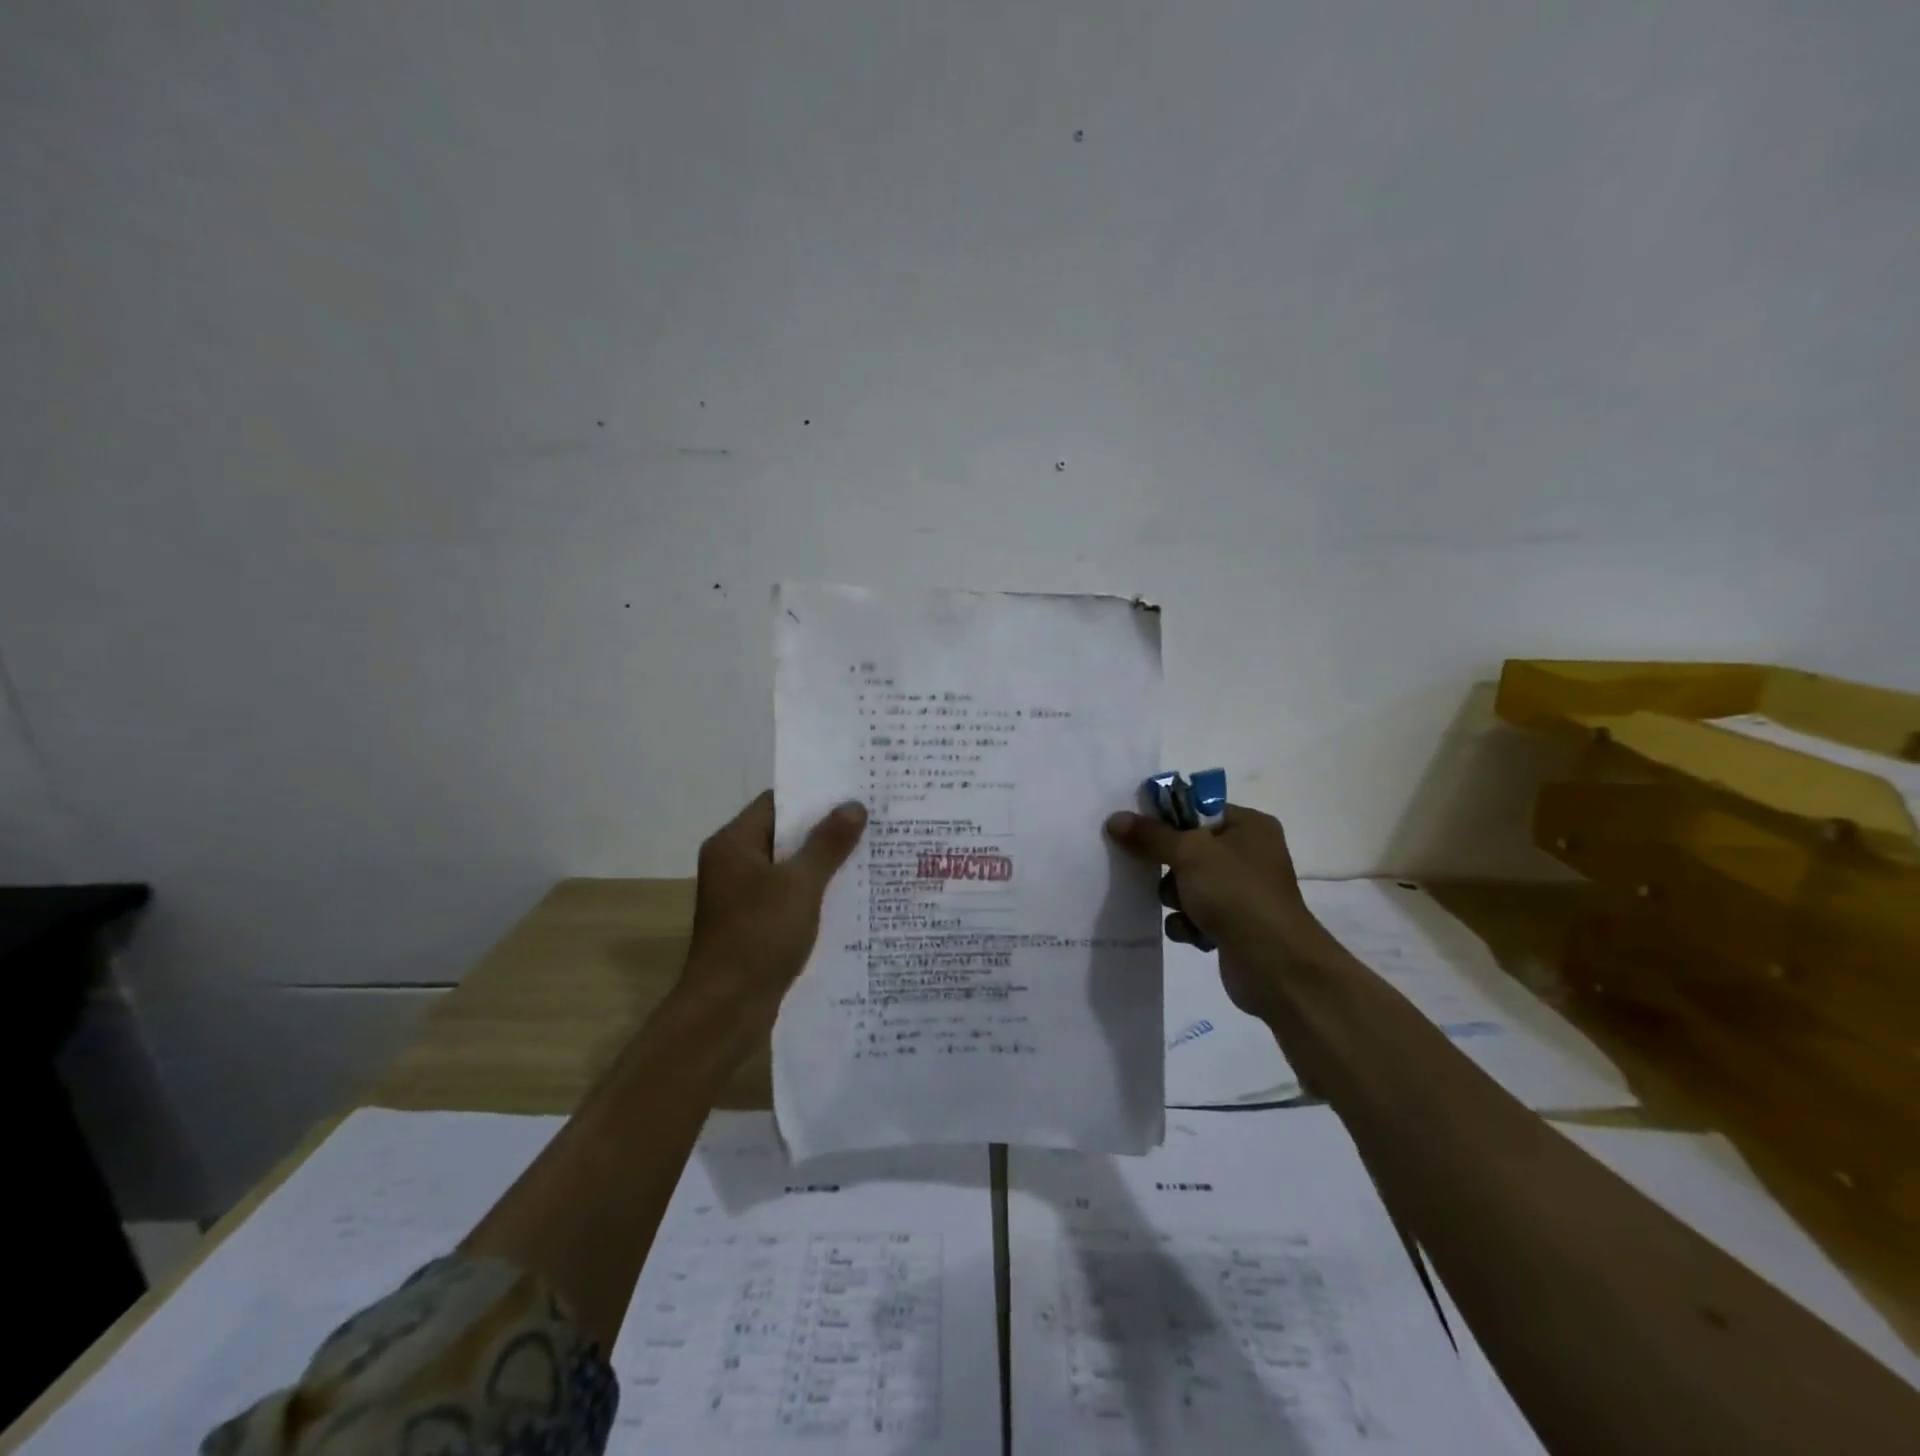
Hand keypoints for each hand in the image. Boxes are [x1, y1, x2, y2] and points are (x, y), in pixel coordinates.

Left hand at [681, 791, 866, 1022]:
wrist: (726, 1010)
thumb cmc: (759, 937)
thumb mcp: (801, 885)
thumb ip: (828, 843)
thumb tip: (854, 806)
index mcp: (733, 844)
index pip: (777, 803)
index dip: (814, 796)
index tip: (853, 792)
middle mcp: (733, 863)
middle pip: (784, 834)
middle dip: (825, 829)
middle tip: (871, 820)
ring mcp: (741, 895)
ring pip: (788, 866)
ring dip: (822, 862)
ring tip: (869, 852)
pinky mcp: (752, 922)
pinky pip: (788, 894)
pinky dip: (814, 891)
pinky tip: (849, 894)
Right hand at [1105, 803, 1323, 1017]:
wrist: (1275, 964)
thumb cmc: (1236, 893)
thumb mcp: (1189, 853)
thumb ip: (1150, 835)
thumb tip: (1115, 819)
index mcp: (1248, 826)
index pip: (1196, 809)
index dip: (1165, 818)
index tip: (1135, 828)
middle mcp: (1248, 854)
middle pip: (1187, 848)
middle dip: (1169, 866)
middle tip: (1154, 872)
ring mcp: (1242, 891)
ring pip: (1186, 884)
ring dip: (1176, 898)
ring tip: (1182, 909)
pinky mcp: (1234, 925)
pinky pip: (1194, 914)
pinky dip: (1188, 923)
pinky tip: (1192, 933)